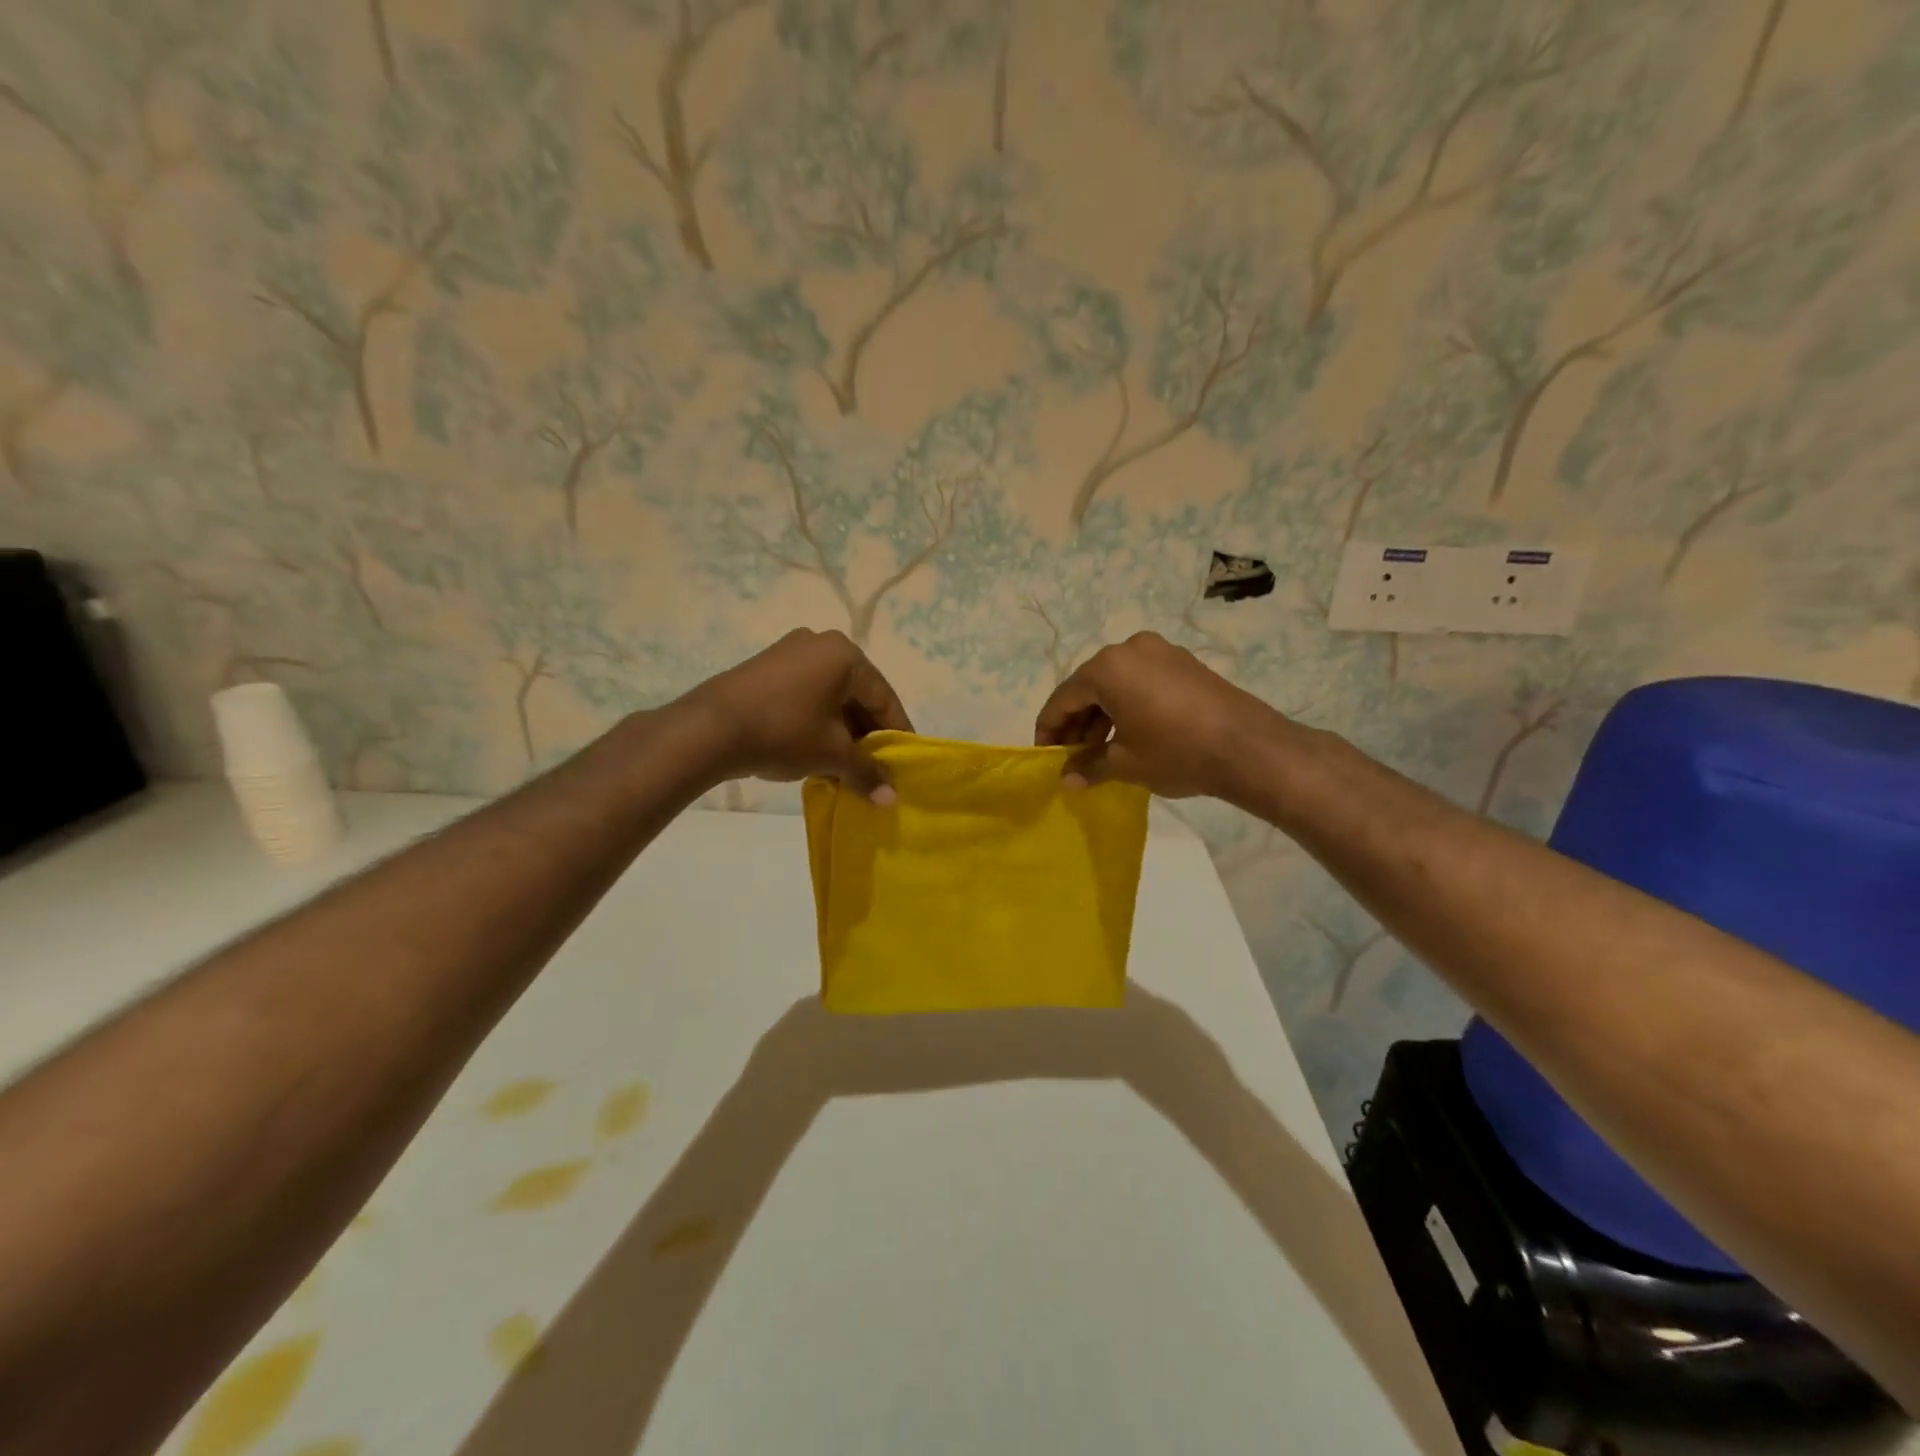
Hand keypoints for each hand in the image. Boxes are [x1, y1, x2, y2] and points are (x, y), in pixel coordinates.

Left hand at [689, 629, 913, 803]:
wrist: (709, 729)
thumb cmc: (784, 732)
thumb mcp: (832, 754)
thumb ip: (867, 772)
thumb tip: (891, 800)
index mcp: (846, 655)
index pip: (885, 698)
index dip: (897, 735)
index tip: (904, 764)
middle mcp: (821, 644)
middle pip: (858, 695)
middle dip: (867, 734)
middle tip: (875, 768)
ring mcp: (790, 652)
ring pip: (831, 696)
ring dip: (842, 730)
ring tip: (846, 765)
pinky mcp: (767, 667)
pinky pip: (807, 694)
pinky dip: (818, 720)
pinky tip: (816, 750)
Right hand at [1034, 632, 1282, 800]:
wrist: (1249, 748)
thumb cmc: (1175, 752)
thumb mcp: (1124, 763)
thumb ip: (1088, 767)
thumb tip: (1065, 781)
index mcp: (1107, 668)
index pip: (1063, 698)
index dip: (1049, 730)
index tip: (1047, 757)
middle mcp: (1130, 649)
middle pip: (1089, 687)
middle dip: (1077, 723)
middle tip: (1073, 757)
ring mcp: (1161, 652)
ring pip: (1117, 684)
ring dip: (1103, 715)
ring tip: (1100, 751)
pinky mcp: (1184, 663)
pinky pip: (1142, 681)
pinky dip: (1128, 705)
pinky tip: (1130, 734)